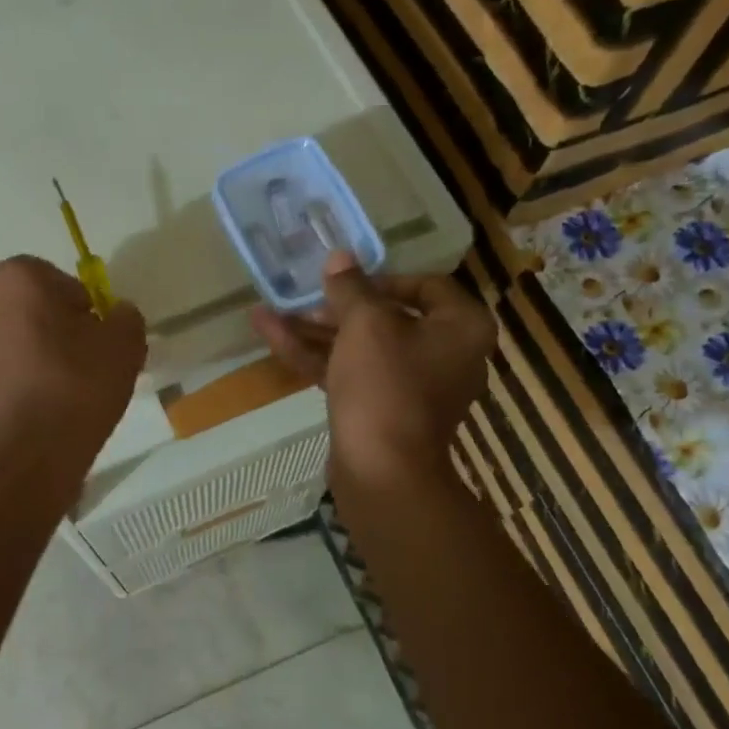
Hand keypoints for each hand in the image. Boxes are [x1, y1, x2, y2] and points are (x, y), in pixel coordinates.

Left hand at [0, 255, 146, 479]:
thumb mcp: (124, 343)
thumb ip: (126, 317)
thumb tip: (116, 316)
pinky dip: (33, 374)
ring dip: (48, 350)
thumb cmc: (78, 385)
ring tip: (78, 383)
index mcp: (17, 279)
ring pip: (24, 335)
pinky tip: (57, 401)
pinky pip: (14, 364)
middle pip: (37, 305)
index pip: (59, 278)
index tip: (100, 332)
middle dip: (64, 324)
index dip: (85, 304)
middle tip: (93, 355)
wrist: (34, 454)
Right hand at [252, 252, 495, 487]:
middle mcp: (444, 355)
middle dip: (335, 308)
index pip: (426, 286)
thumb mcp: (365, 324)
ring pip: (359, 348)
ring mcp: (410, 387)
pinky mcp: (380, 411)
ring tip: (266, 314)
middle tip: (300, 299)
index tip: (344, 282)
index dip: (380, 278)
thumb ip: (351, 287)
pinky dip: (315, 358)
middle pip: (386, 318)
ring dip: (314, 332)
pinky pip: (349, 374)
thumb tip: (340, 257)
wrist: (382, 472)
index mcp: (461, 327)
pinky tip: (271, 336)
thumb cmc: (386, 385)